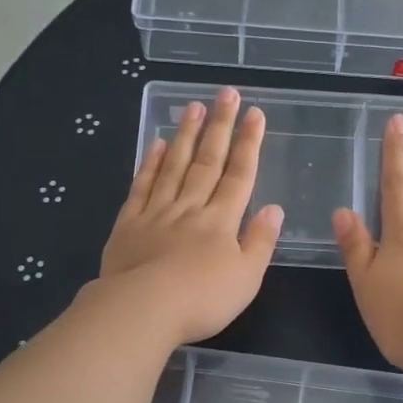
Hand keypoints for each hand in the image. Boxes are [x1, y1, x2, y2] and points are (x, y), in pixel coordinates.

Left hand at [98, 86, 282, 345]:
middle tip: (225, 93)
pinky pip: (142, 186)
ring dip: (186, 135)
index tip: (254, 113)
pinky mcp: (128, 224)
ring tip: (194, 106)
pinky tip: (157, 143)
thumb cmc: (202, 299)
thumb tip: (274, 208)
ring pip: (174, 166)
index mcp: (221, 221)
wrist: (143, 309)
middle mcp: (190, 207)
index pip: (239, 174)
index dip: (248, 143)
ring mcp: (157, 212)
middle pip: (208, 161)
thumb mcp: (246, 277)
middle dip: (219, 126)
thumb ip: (260, 241)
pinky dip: (150, 163)